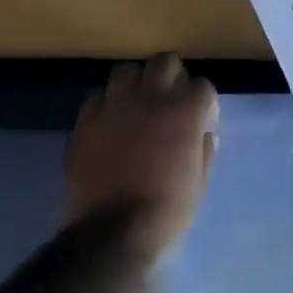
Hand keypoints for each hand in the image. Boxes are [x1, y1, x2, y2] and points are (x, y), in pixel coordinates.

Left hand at [65, 53, 218, 258]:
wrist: (114, 230)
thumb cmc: (167, 211)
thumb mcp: (198, 184)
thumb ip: (203, 152)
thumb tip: (205, 135)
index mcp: (184, 113)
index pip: (202, 86)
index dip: (204, 101)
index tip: (203, 117)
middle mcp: (150, 98)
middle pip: (164, 62)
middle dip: (172, 76)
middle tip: (172, 100)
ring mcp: (114, 106)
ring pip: (127, 72)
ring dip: (137, 84)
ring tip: (138, 105)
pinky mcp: (86, 121)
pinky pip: (98, 98)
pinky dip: (108, 105)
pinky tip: (111, 124)